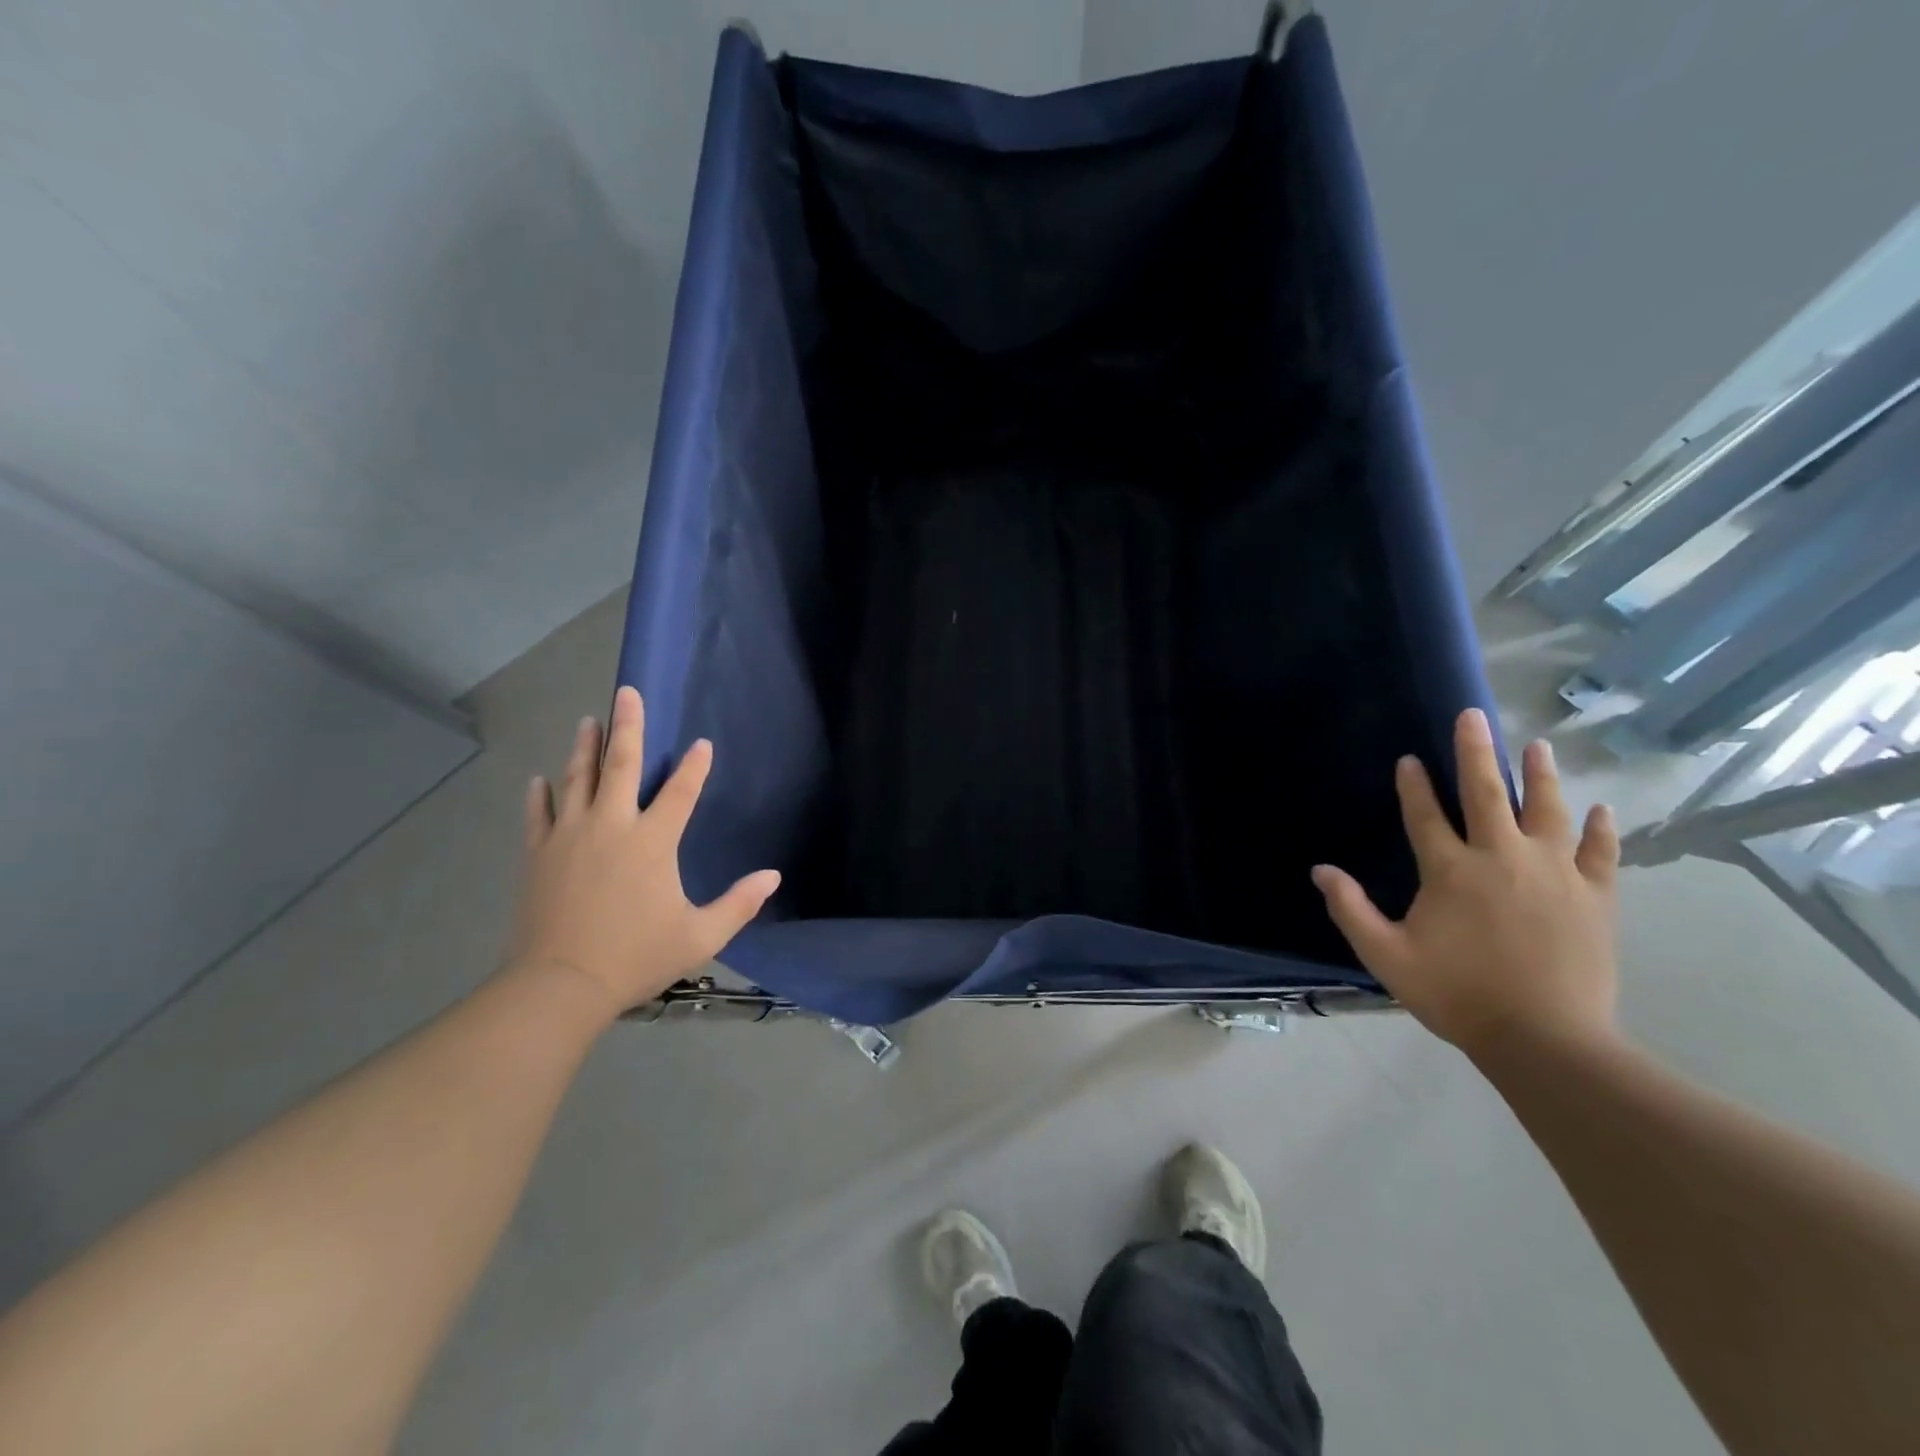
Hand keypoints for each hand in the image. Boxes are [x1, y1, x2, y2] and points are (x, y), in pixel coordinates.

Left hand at [510, 686, 779, 1014]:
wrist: (559, 985)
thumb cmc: (636, 957)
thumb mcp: (700, 936)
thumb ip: (739, 903)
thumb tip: (773, 876)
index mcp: (652, 843)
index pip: (681, 793)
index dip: (695, 767)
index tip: (702, 744)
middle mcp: (611, 827)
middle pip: (621, 766)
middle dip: (628, 727)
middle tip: (626, 693)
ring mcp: (570, 837)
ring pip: (577, 780)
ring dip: (584, 747)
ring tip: (588, 719)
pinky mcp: (540, 854)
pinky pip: (539, 814)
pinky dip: (540, 794)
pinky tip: (539, 778)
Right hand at [1311, 708, 1620, 1059]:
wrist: (1545, 1040)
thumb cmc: (1457, 994)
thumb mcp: (1386, 955)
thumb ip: (1351, 909)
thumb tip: (1320, 869)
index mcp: (1450, 870)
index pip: (1425, 814)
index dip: (1413, 785)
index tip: (1409, 759)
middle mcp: (1501, 856)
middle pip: (1486, 792)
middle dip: (1476, 751)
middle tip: (1473, 716)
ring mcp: (1554, 873)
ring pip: (1547, 809)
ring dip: (1540, 774)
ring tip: (1536, 745)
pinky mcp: (1594, 896)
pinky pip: (1600, 851)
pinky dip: (1601, 828)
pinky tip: (1601, 808)